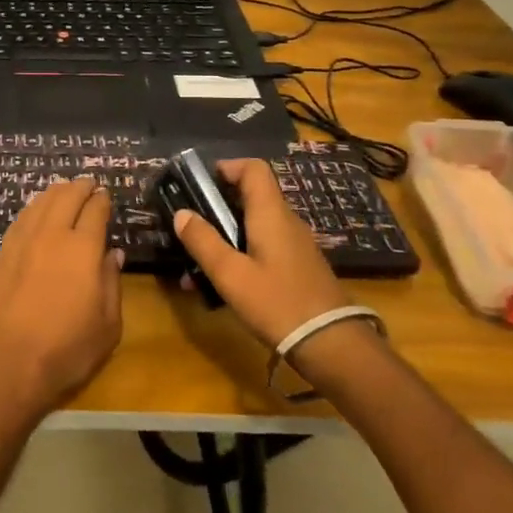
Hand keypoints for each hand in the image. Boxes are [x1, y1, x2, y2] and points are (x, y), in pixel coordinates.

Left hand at [0, 178, 123, 422]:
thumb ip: (111, 283)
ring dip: (56, 192)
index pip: (95, 210)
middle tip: (88, 184)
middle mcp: (51, 234)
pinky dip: (34, 207)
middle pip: (66, 197)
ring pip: (40, 202)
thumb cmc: (67, 348)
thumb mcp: (108, 324)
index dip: (102, 199)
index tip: (106, 195)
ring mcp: (22, 241)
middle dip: (80, 187)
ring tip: (64, 190)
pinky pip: (21, 218)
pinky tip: (37, 211)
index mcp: (83, 248)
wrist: (8, 362)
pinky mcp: (2, 253)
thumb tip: (112, 254)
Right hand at [173, 159, 351, 349]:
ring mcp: (295, 245)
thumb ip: (203, 242)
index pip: (254, 169)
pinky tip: (222, 283)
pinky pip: (264, 247)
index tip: (200, 183)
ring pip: (255, 225)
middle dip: (217, 206)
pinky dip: (240, 253)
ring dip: (225, 235)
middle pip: (251, 196)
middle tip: (191, 224)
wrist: (331, 345)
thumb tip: (181, 213)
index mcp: (271, 214)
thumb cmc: (277, 302)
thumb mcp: (230, 274)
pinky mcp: (298, 267)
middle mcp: (286, 222)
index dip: (227, 167)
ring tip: (197, 262)